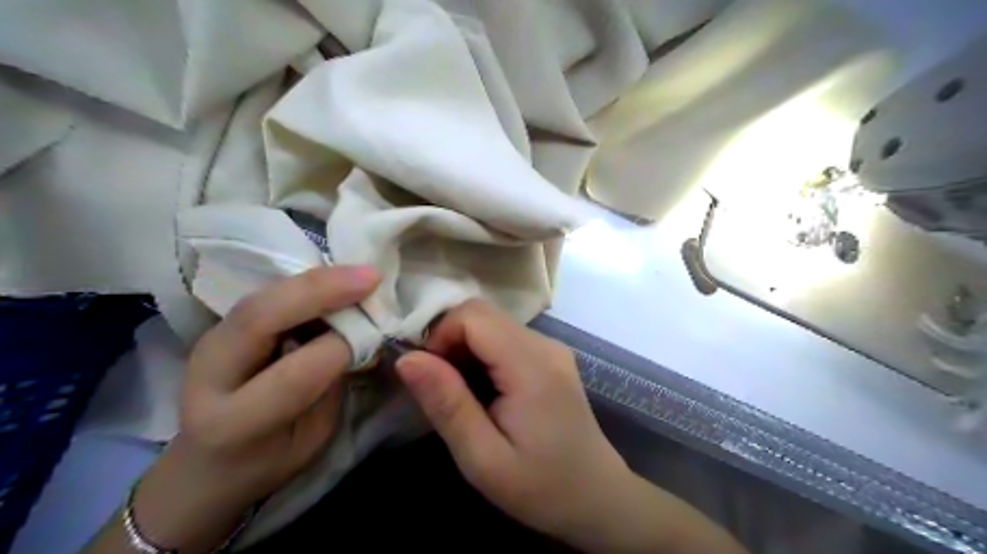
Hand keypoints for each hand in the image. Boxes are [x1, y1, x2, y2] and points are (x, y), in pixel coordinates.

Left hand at [126, 267, 377, 552]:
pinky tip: (337, 279)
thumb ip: (331, 386)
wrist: (206, 464)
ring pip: (262, 296)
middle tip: (371, 277)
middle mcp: (209, 375)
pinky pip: (267, 294)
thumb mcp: (311, 437)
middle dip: (321, 291)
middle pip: (260, 317)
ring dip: (317, 280)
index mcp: (233, 422)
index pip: (292, 375)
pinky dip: (307, 284)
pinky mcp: (222, 325)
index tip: (375, 332)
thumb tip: (360, 335)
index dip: (339, 348)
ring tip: (361, 274)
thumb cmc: (267, 461)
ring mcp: (210, 342)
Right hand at [395, 302, 631, 549]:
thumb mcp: (483, 457)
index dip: (441, 336)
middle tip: (443, 390)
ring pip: (492, 323)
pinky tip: (485, 392)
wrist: (597, 498)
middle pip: (482, 314)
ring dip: (466, 349)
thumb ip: (446, 403)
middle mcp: (545, 344)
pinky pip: (506, 338)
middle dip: (450, 341)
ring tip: (464, 396)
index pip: (473, 316)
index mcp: (531, 365)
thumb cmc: (540, 487)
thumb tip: (407, 358)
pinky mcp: (552, 357)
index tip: (431, 378)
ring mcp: (551, 348)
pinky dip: (484, 355)